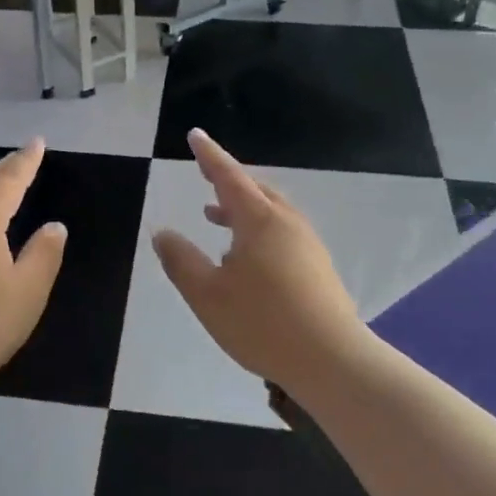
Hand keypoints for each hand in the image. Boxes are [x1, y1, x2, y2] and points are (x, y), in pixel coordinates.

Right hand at [153, 129, 367, 388]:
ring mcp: (307, 244)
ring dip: (241, 207)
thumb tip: (163, 233)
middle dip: (227, 180)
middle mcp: (286, 223)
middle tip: (205, 174)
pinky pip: (281, 231)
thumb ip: (182, 261)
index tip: (195, 135)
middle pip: (254, 189)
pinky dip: (257, 228)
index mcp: (259, 220)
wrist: (332, 360)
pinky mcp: (318, 267)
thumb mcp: (208, 294)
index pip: (228, 176)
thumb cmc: (263, 323)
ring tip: (215, 216)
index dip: (209, 155)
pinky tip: (245, 257)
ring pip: (270, 211)